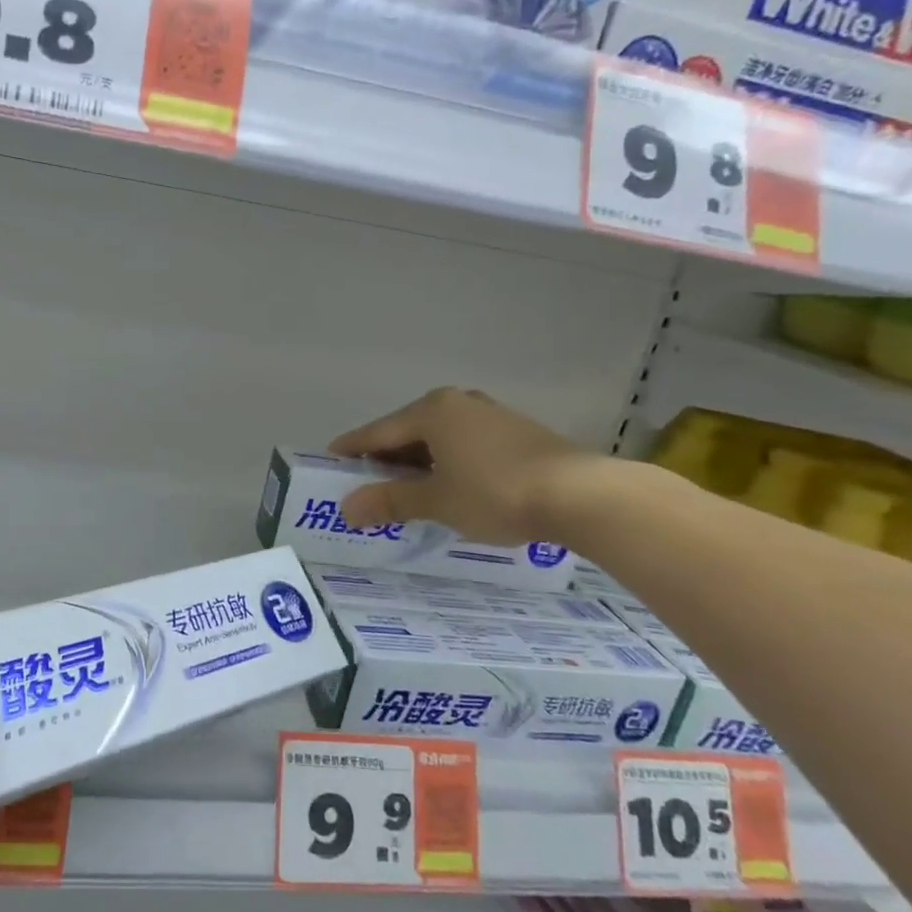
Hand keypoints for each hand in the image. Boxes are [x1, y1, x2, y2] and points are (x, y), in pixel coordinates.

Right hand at [329, 387, 611, 543]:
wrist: (583, 495)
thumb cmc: (496, 493)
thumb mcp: (436, 502)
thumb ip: (389, 501)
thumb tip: (346, 508)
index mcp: (431, 411)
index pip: (376, 432)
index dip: (351, 451)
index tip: (329, 463)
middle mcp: (456, 403)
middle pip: (406, 431)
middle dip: (385, 459)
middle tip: (366, 486)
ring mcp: (489, 414)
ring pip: (437, 438)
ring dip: (417, 463)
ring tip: (406, 492)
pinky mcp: (515, 431)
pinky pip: (463, 443)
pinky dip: (446, 462)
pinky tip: (449, 487)